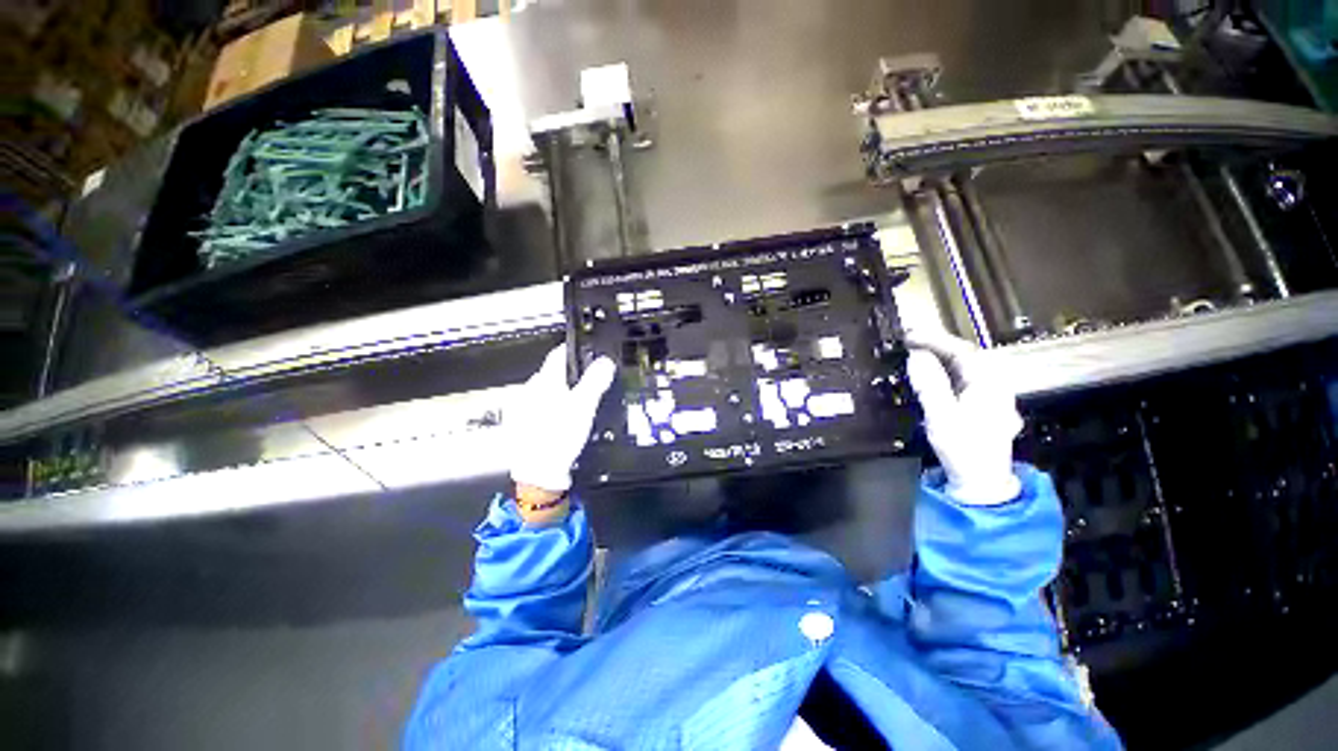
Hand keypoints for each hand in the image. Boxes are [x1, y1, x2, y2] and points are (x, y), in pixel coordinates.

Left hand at [508, 343, 617, 494]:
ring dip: (562, 391)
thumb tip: (605, 361)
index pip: (559, 353)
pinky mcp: (521, 422)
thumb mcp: (584, 405)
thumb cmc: (558, 436)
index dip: (575, 350)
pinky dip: (552, 407)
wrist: (536, 472)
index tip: (588, 351)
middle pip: (554, 372)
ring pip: (547, 390)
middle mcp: (530, 389)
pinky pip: (540, 406)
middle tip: (590, 382)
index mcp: (544, 380)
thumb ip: (595, 380)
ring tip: (578, 403)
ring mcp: (523, 406)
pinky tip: (562, 420)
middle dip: (571, 374)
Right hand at [905, 329, 1022, 504]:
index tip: (909, 335)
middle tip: (909, 340)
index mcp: (989, 384)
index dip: (935, 339)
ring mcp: (991, 395)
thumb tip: (916, 356)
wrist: (982, 482)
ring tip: (917, 351)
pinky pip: (964, 378)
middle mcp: (994, 385)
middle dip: (938, 344)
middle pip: (967, 355)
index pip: (962, 351)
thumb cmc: (963, 449)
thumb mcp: (942, 416)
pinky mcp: (982, 405)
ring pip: (966, 366)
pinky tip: (933, 372)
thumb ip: (930, 384)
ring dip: (942, 355)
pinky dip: (946, 369)